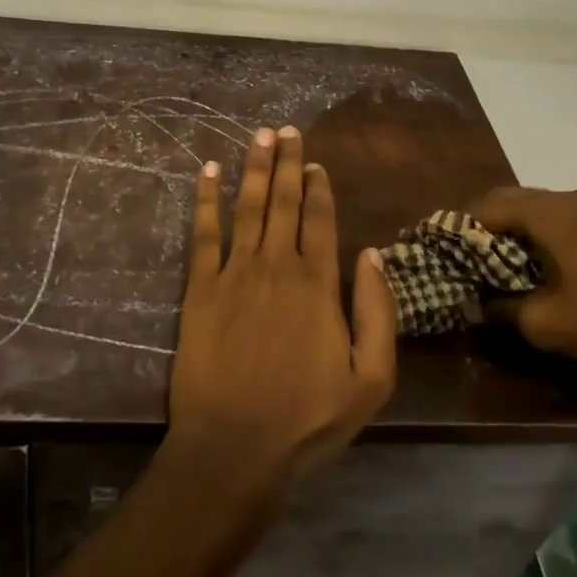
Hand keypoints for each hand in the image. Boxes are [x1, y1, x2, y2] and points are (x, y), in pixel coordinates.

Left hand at [168, 125, 396, 493]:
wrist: (235, 447)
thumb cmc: (307, 419)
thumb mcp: (370, 380)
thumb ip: (377, 312)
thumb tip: (372, 254)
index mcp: (318, 284)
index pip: (320, 220)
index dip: (318, 187)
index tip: (314, 161)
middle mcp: (277, 266)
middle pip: (283, 201)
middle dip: (286, 163)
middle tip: (286, 129)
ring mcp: (235, 273)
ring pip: (247, 207)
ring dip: (253, 168)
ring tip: (259, 136)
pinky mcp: (200, 288)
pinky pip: (204, 233)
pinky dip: (206, 199)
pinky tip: (209, 171)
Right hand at [468, 187, 576, 365]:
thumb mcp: (543, 322)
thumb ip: (500, 309)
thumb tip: (473, 303)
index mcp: (542, 213)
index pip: (484, 208)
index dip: (458, 227)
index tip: (441, 248)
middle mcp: (561, 199)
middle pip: (506, 199)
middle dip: (481, 222)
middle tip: (463, 252)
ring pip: (530, 205)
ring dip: (508, 225)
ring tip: (493, 256)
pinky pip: (552, 215)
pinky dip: (532, 229)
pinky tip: (531, 258)